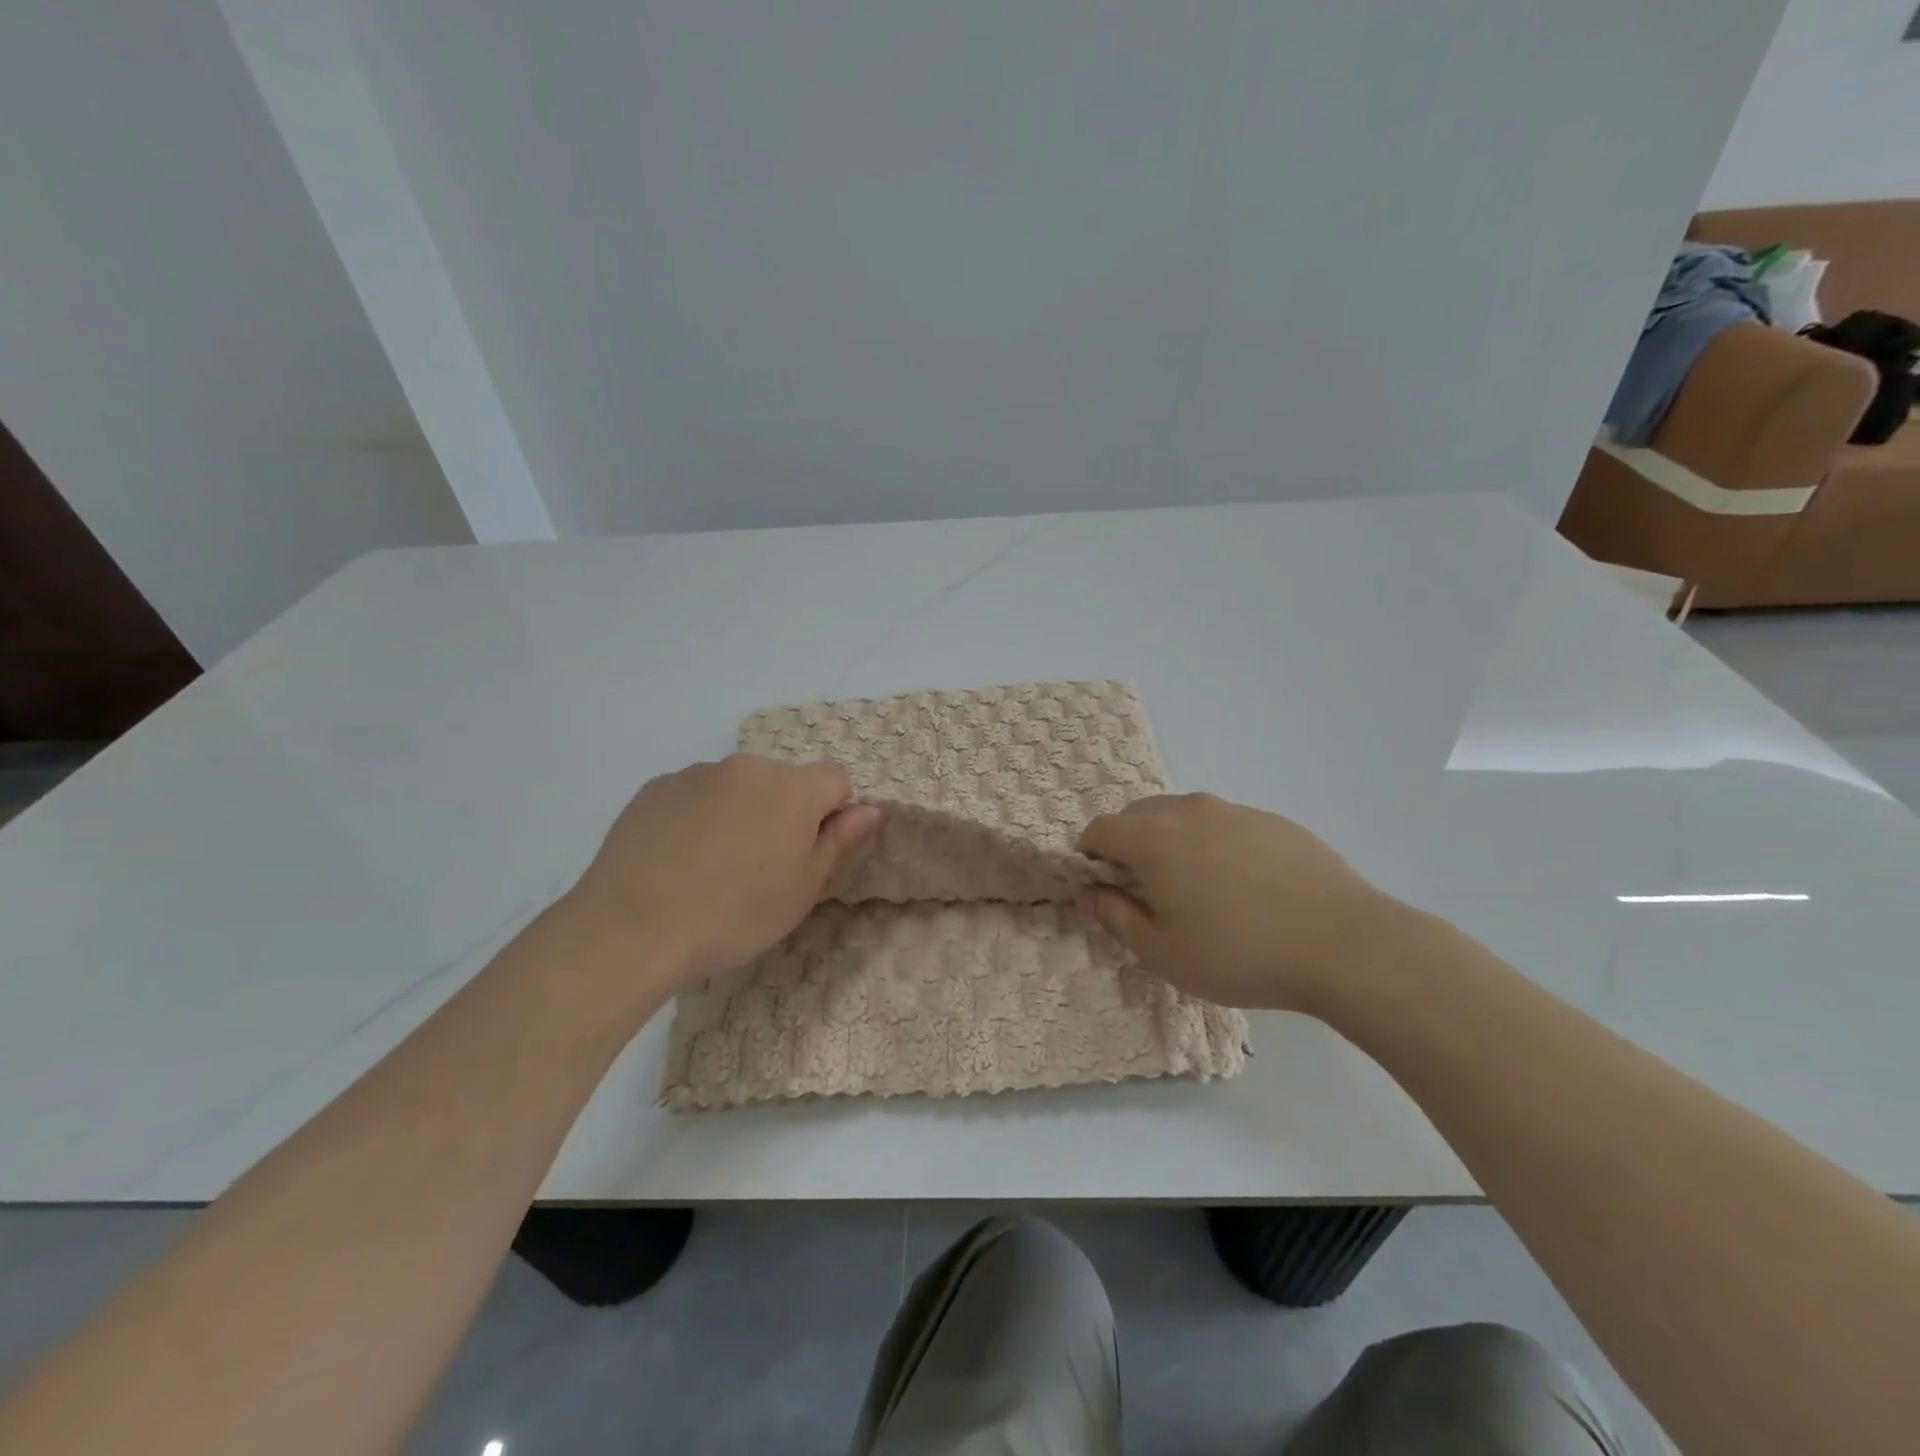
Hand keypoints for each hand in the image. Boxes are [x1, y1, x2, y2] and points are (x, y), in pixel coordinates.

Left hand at [568, 754, 882, 984]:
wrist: (633, 927)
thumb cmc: (735, 914)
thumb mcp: (803, 889)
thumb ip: (840, 841)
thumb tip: (871, 808)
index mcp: (792, 789)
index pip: (835, 779)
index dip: (832, 813)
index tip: (810, 853)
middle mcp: (748, 767)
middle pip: (783, 782)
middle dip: (783, 812)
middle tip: (761, 868)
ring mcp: (697, 773)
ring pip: (737, 787)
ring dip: (739, 813)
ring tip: (712, 867)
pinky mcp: (656, 788)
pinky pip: (694, 795)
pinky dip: (697, 817)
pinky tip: (678, 860)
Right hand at [1075, 793, 1406, 1012]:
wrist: (1343, 944)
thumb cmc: (1239, 954)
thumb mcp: (1162, 953)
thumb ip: (1114, 917)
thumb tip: (1090, 893)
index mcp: (1153, 838)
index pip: (1099, 829)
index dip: (1089, 856)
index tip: (1102, 888)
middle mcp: (1189, 811)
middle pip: (1138, 815)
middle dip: (1128, 845)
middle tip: (1146, 891)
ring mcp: (1235, 810)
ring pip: (1183, 815)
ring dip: (1172, 842)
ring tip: (1198, 889)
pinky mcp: (1273, 820)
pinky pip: (1225, 824)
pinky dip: (1215, 844)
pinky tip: (1244, 887)